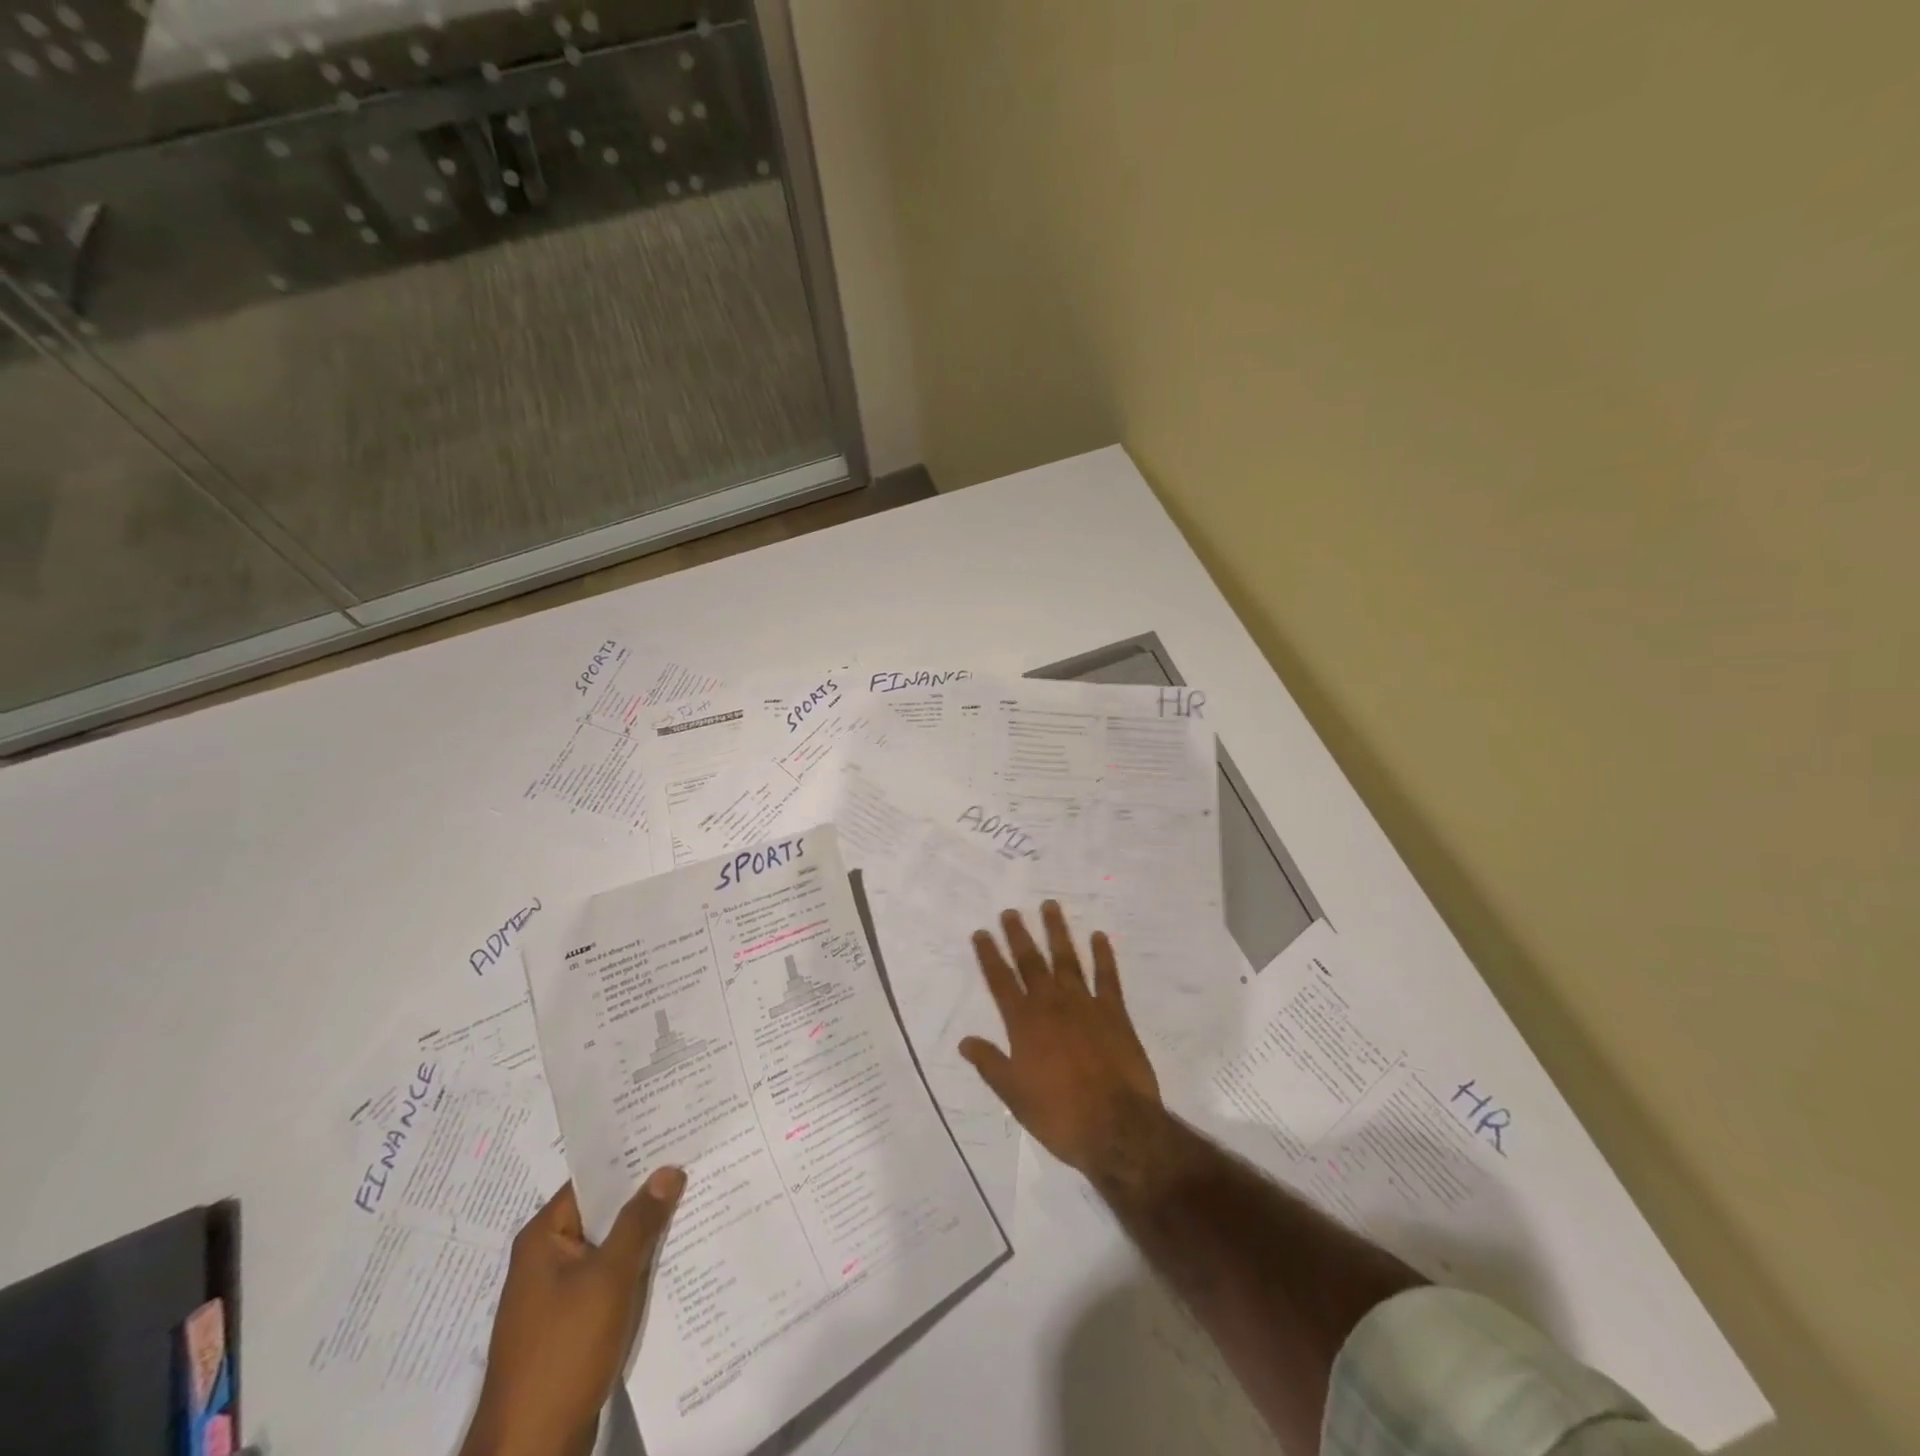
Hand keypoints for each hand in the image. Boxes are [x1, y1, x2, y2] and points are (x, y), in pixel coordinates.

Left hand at [462, 1171, 685, 1455]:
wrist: (532, 1450)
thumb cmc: (564, 1351)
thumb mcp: (609, 1278)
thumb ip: (639, 1221)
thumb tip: (668, 1169)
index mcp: (543, 1237)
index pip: (593, 1179)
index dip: (632, 1158)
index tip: (674, 1136)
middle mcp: (547, 1258)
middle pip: (603, 1212)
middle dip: (646, 1195)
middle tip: (694, 1165)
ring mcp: (559, 1293)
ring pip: (611, 1247)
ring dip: (645, 1233)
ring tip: (695, 1202)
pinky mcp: (573, 1323)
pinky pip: (611, 1278)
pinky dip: (638, 1267)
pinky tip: (676, 1256)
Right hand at [960, 901, 1163, 1183]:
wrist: (1115, 1126)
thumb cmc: (1059, 1115)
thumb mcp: (1014, 1095)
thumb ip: (990, 1064)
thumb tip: (965, 1041)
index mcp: (1024, 1024)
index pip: (1001, 981)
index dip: (989, 956)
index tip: (981, 932)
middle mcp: (1051, 1005)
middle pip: (1031, 962)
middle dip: (1018, 935)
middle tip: (1010, 911)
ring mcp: (1084, 1004)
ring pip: (1067, 959)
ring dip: (1057, 932)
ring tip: (1050, 906)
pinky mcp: (1114, 1012)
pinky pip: (1107, 976)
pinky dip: (1103, 955)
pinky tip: (1099, 936)